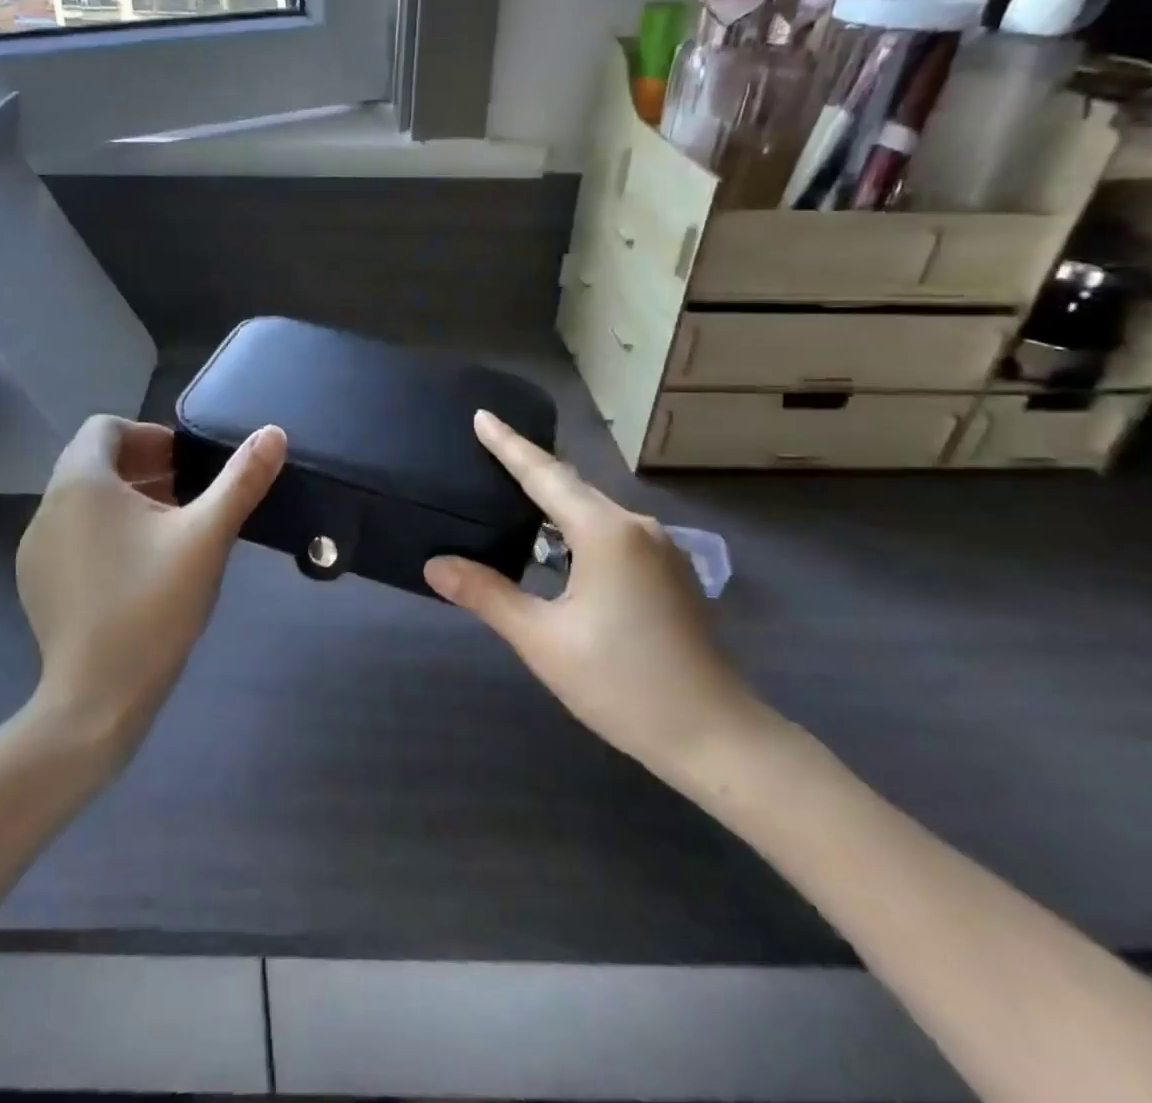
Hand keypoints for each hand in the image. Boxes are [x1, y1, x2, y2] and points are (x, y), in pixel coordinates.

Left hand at [19, 416, 286, 753]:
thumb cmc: (153, 604)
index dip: (148, 436)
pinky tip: (137, 570)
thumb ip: (241, 480)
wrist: (97, 696)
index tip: (185, 465)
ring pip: (83, 501)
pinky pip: (71, 535)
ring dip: (125, 501)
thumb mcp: (207, 537)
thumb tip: (274, 432)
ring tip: (168, 531)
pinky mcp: (35, 582)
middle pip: (93, 463)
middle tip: (187, 496)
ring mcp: (35, 547)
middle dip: (142, 468)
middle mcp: (48, 506)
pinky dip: (103, 532)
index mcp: (82, 482)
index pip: (105, 428)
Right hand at [424, 410, 768, 781]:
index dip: (509, 445)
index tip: (482, 415)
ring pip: (594, 511)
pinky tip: (557, 545)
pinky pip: (612, 532)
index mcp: (606, 533)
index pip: (545, 475)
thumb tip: (436, 564)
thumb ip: (487, 594)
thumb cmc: (622, 685)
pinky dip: (577, 528)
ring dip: (553, 503)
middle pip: (571, 487)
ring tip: (512, 495)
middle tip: (486, 449)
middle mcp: (637, 527)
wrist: (715, 737)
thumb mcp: (543, 640)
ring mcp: (660, 548)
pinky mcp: (669, 572)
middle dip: (528, 468)